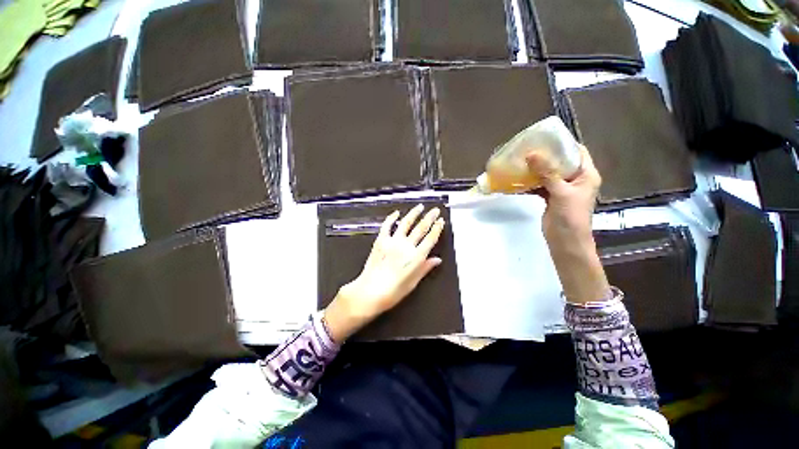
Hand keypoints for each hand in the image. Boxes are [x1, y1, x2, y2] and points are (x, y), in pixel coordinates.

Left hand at [324, 205, 445, 341]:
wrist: (370, 291)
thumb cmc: (393, 292)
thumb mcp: (413, 283)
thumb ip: (425, 268)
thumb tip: (437, 260)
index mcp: (416, 257)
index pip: (430, 238)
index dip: (437, 228)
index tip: (441, 221)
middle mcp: (406, 246)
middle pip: (421, 228)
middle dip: (429, 217)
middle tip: (435, 210)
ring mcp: (393, 241)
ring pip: (406, 223)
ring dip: (414, 213)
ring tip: (420, 207)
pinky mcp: (381, 241)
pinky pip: (387, 226)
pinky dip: (391, 218)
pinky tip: (396, 213)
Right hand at [526, 146, 609, 303]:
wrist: (565, 241)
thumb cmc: (570, 216)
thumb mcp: (560, 192)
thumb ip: (547, 173)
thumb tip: (532, 154)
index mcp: (586, 175)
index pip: (578, 152)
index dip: (564, 143)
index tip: (546, 137)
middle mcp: (576, 179)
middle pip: (561, 162)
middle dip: (546, 155)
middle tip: (529, 148)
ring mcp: (563, 189)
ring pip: (549, 174)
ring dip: (536, 169)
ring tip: (521, 161)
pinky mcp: (552, 197)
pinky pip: (541, 185)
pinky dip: (531, 182)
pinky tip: (520, 178)